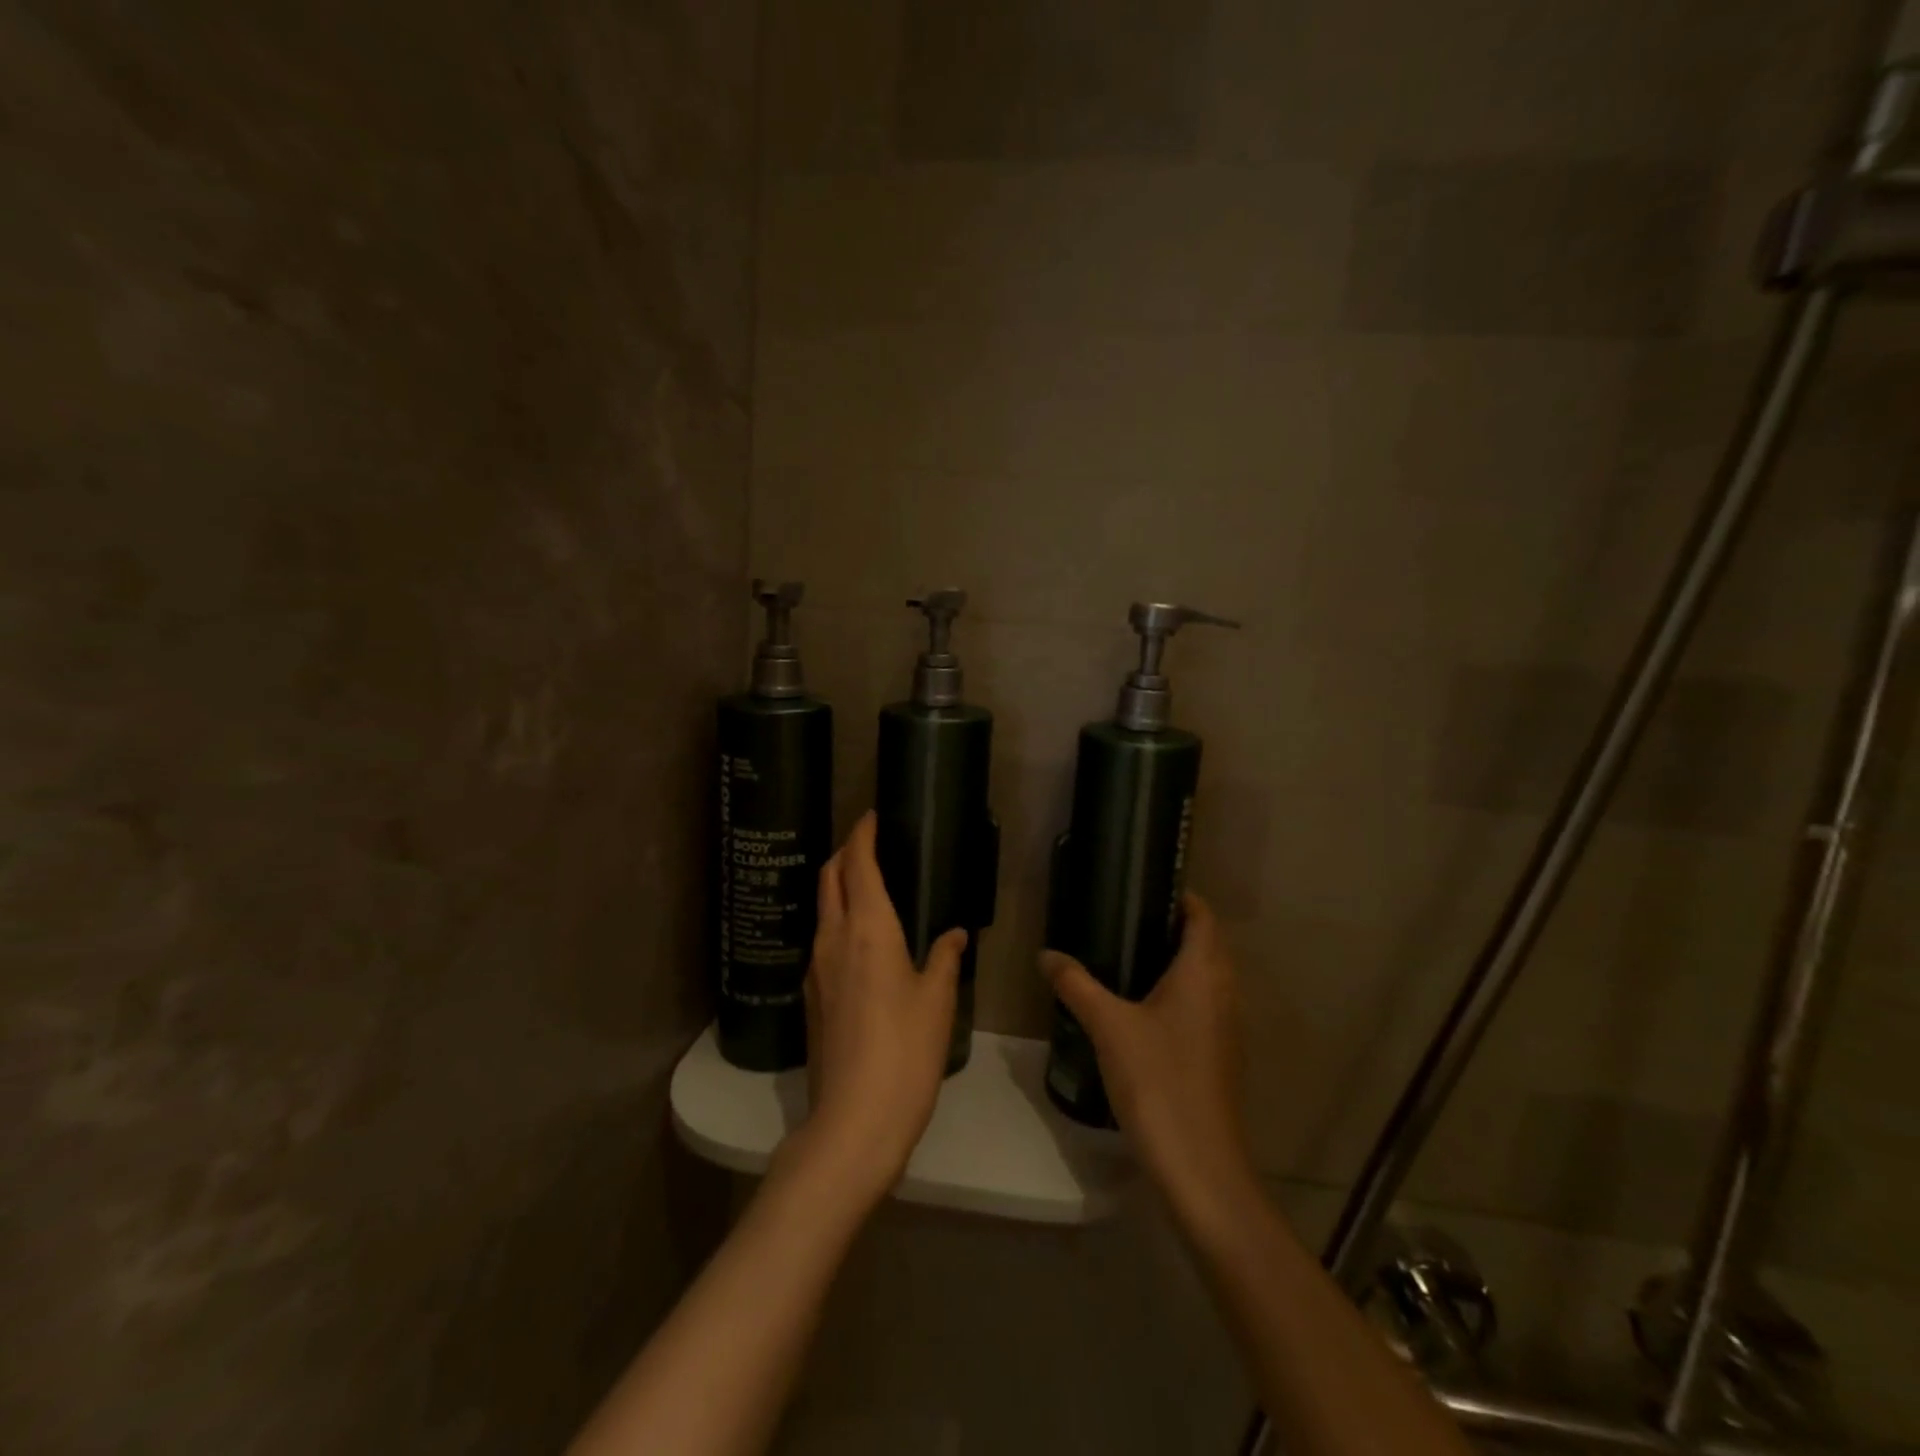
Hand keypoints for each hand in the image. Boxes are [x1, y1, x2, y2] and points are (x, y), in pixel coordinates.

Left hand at [794, 812, 965, 1204]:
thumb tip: (954, 934)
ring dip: (839, 886)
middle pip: (830, 877)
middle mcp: (834, 938)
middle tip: (869, 842)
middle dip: (846, 852)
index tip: (872, 815)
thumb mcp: (937, 1001)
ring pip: (823, 908)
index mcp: (868, 928)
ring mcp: (816, 967)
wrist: (854, 1119)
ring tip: (868, 885)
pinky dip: (838, 920)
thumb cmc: (906, 1051)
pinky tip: (860, 939)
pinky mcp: (811, 995)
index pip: (858, 863)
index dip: (863, 834)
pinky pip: (823, 939)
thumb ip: (944, 959)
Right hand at [1040, 894, 1256, 1217]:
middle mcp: (1224, 993)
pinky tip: (1140, 1008)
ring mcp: (1226, 1027)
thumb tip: (1046, 954)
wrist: (1200, 1166)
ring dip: (1175, 962)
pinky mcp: (1218, 1056)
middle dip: (1172, 927)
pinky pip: (1202, 1006)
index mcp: (1203, 973)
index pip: (1203, 917)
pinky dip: (1178, 994)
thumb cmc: (1158, 1081)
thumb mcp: (1108, 1026)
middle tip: (1124, 918)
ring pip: (1205, 977)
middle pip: (1206, 944)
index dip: (1180, 897)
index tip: (1143, 887)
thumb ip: (1076, 984)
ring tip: (1126, 956)